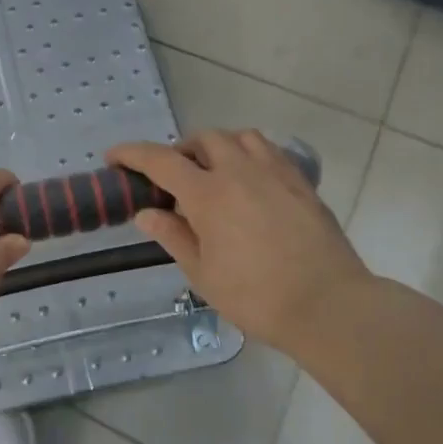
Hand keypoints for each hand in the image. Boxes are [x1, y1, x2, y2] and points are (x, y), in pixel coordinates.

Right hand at [109, 132, 372, 348]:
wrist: (329, 306)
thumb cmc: (257, 297)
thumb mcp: (203, 273)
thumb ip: (173, 236)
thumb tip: (146, 213)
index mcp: (208, 194)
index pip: (160, 160)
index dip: (131, 154)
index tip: (113, 157)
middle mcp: (240, 171)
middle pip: (203, 140)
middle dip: (181, 151)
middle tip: (174, 179)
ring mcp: (275, 173)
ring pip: (239, 137)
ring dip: (218, 147)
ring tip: (214, 173)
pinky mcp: (301, 182)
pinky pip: (269, 151)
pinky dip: (249, 155)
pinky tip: (250, 182)